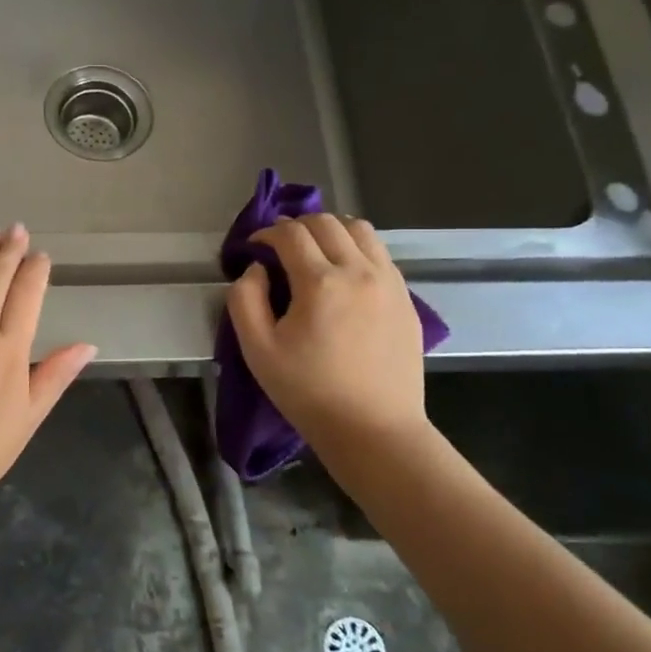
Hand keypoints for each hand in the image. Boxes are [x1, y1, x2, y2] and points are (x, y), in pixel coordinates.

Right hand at [225, 214, 428, 446]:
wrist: (373, 429)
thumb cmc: (308, 391)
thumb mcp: (257, 350)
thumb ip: (245, 299)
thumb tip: (256, 269)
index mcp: (320, 282)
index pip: (290, 233)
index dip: (266, 233)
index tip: (254, 248)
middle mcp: (359, 271)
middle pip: (327, 222)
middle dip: (297, 226)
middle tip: (279, 248)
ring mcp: (389, 282)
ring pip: (361, 230)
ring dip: (332, 232)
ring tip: (315, 254)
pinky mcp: (406, 299)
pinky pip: (381, 254)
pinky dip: (357, 250)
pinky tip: (344, 276)